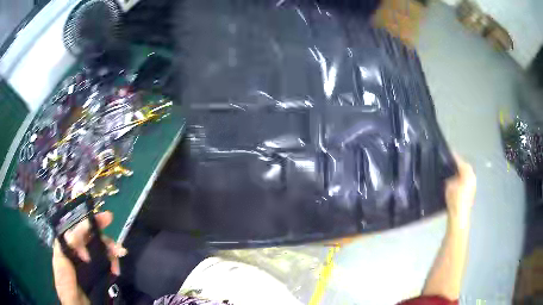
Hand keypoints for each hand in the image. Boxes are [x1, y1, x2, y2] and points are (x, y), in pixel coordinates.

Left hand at [52, 211, 126, 304]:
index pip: (76, 231)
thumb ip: (63, 252)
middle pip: (91, 238)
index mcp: (66, 249)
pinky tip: (117, 268)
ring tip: (121, 254)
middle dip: (104, 237)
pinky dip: (113, 261)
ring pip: (100, 248)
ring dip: (111, 249)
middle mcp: (77, 252)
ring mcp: (88, 262)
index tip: (105, 221)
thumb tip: (72, 234)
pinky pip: (106, 261)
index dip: (89, 225)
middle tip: (117, 244)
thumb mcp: (61, 270)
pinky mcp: (97, 272)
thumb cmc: (67, 289)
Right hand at [445, 154, 475, 227]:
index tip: (444, 154)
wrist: (459, 215)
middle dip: (455, 165)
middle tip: (446, 164)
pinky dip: (459, 180)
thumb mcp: (448, 184)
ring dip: (458, 173)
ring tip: (448, 173)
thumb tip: (446, 171)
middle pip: (463, 167)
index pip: (459, 160)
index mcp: (468, 171)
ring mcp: (472, 184)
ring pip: (464, 174)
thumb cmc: (454, 198)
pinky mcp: (470, 192)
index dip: (451, 157)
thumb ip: (448, 175)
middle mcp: (472, 175)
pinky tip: (453, 183)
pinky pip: (465, 181)